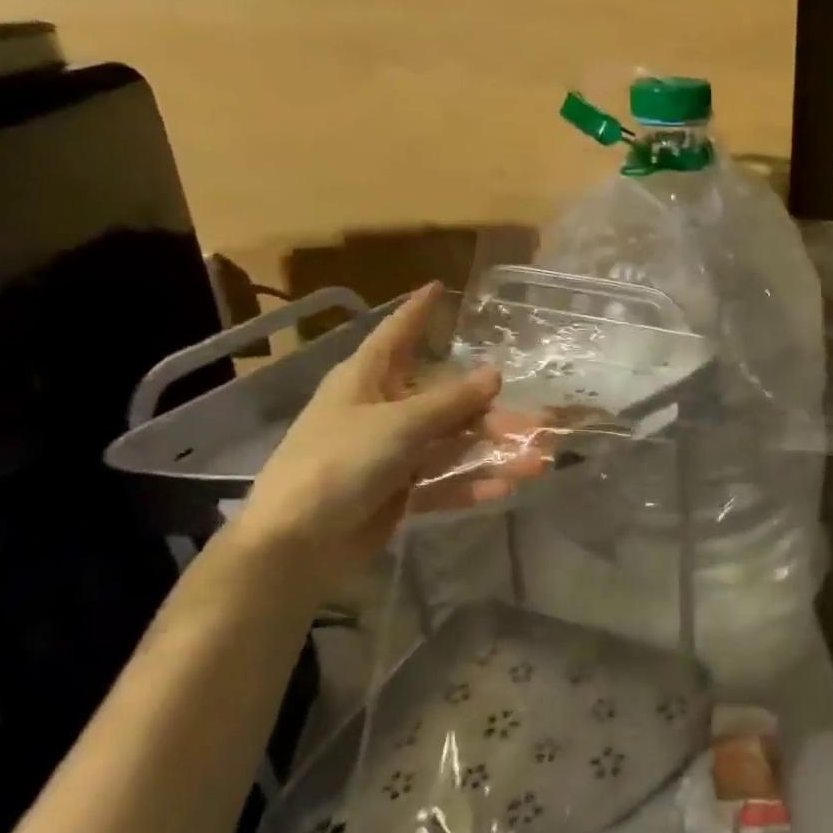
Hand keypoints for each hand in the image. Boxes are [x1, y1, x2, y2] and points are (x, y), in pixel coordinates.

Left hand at [231, 285, 546, 573]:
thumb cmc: (338, 463)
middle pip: (443, 399)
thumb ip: (451, 401)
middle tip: (537, 420)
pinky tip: (503, 488)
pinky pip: (442, 481)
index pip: (396, 334)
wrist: (295, 545)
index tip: (438, 287)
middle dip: (489, 410)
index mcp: (366, 380)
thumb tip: (494, 373)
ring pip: (450, 443)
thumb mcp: (399, 424)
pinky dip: (470, 484)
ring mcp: (389, 454)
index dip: (417, 312)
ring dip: (491, 451)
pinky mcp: (397, 493)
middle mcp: (380, 411)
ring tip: (536, 461)